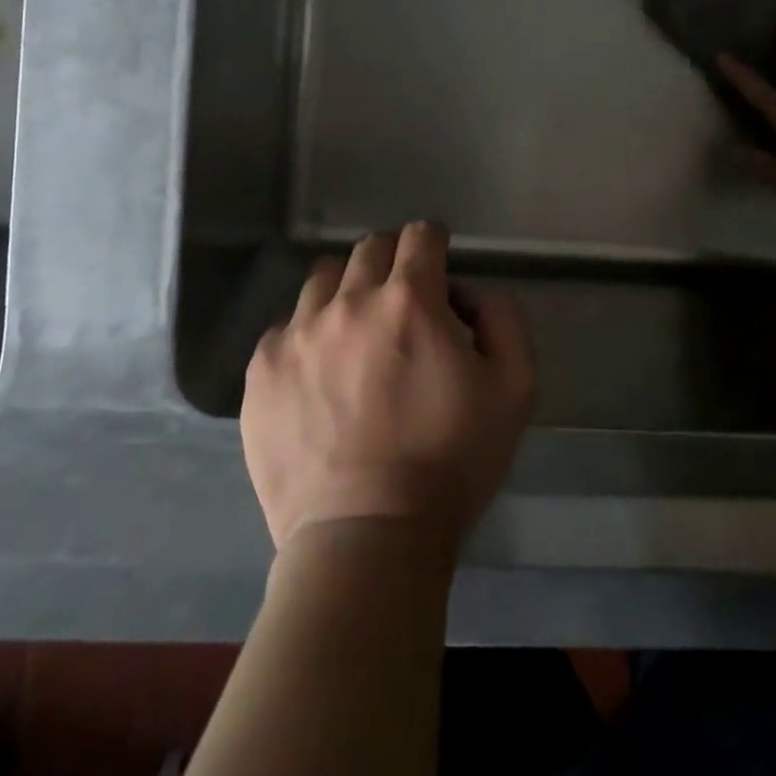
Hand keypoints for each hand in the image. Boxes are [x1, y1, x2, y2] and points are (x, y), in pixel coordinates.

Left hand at [242, 222, 535, 553]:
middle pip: (370, 248)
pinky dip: (308, 335)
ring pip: (323, 279)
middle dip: (393, 262)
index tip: (437, 262)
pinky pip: (285, 327)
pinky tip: (319, 374)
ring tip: (356, 333)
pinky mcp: (262, 370)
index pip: (420, 236)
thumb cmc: (450, 463)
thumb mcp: (513, 389)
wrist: (366, 540)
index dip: (434, 243)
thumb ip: (503, 319)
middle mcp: (349, 302)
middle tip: (402, 300)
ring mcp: (298, 334)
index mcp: (410, 300)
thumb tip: (471, 293)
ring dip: (347, 291)